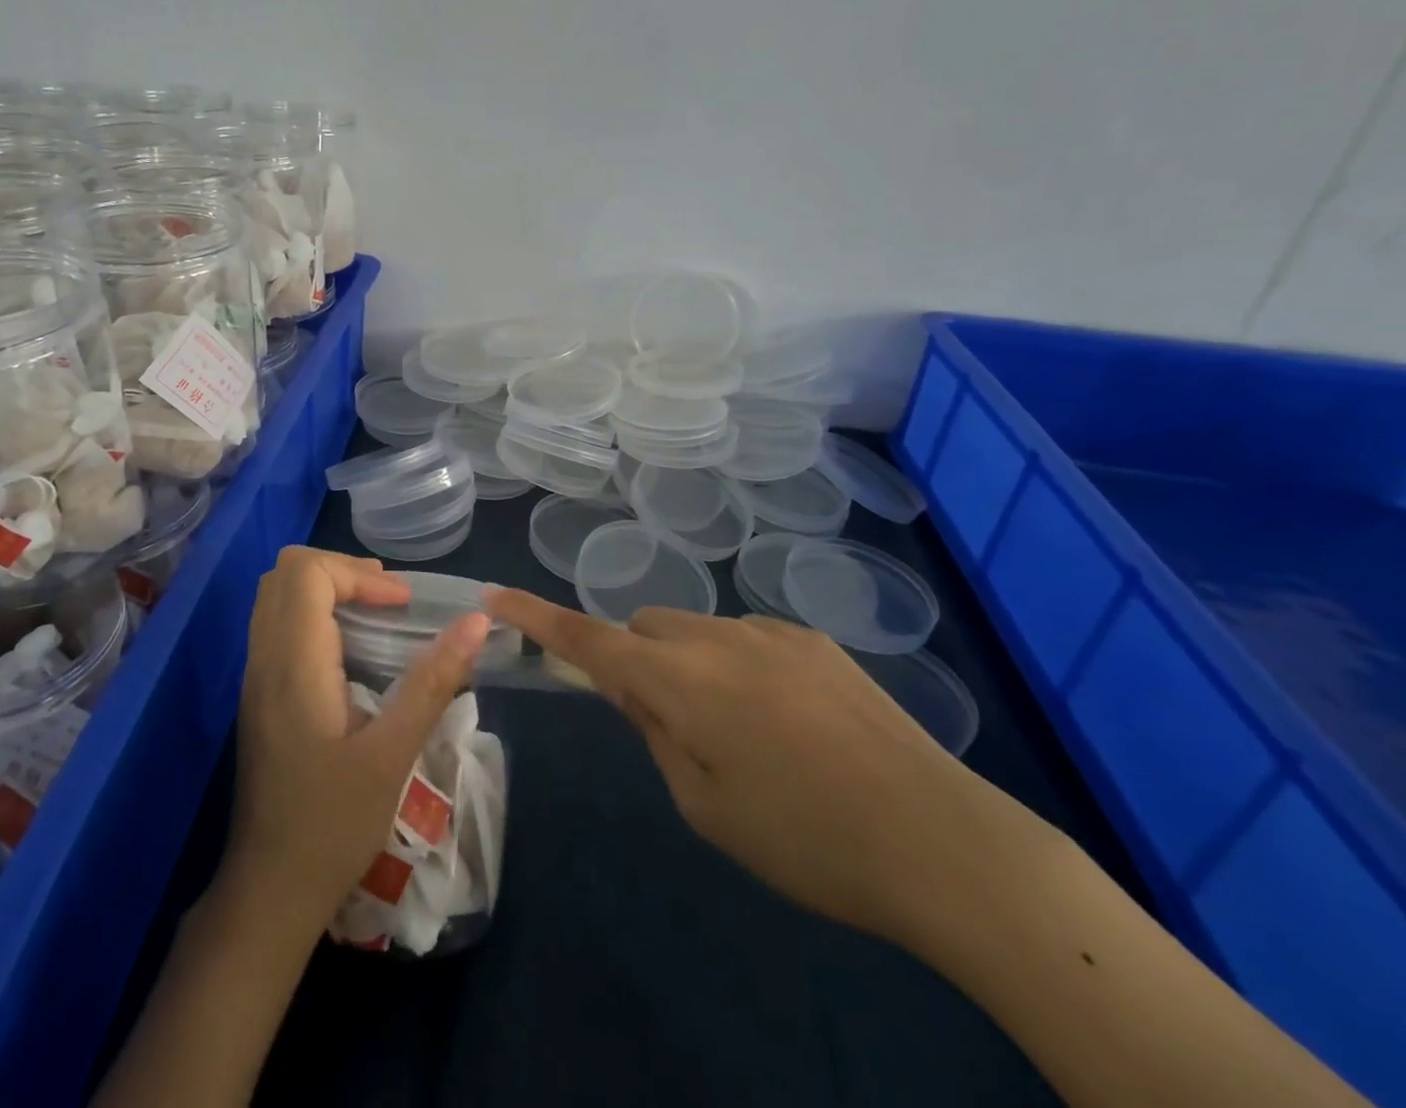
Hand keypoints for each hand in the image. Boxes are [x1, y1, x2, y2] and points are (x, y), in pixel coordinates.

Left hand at [226, 548, 491, 933]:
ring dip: (326, 587)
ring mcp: (255, 677)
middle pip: (284, 572)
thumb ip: (433, 681)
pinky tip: (351, 647)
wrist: (270, 891)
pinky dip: (313, 612)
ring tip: (376, 611)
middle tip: (388, 596)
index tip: (401, 604)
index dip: (358, 573)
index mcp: (293, 665)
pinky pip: (277, 624)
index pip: (307, 573)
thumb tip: (477, 622)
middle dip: (341, 570)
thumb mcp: (393, 754)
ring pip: (276, 595)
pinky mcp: (259, 695)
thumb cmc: (333, 825)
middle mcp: (265, 659)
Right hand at [485, 590, 1028, 944]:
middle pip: (645, 627)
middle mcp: (717, 637)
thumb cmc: (805, 840)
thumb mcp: (705, 806)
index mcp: (680, 681)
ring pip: (696, 630)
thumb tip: (636, 690)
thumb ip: (656, 733)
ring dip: (690, 665)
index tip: (495, 596)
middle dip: (636, 660)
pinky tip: (791, 724)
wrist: (940, 840)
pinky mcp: (814, 640)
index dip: (537, 617)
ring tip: (745, 735)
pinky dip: (738, 667)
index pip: (588, 639)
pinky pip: (748, 639)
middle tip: (667, 725)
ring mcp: (770, 631)